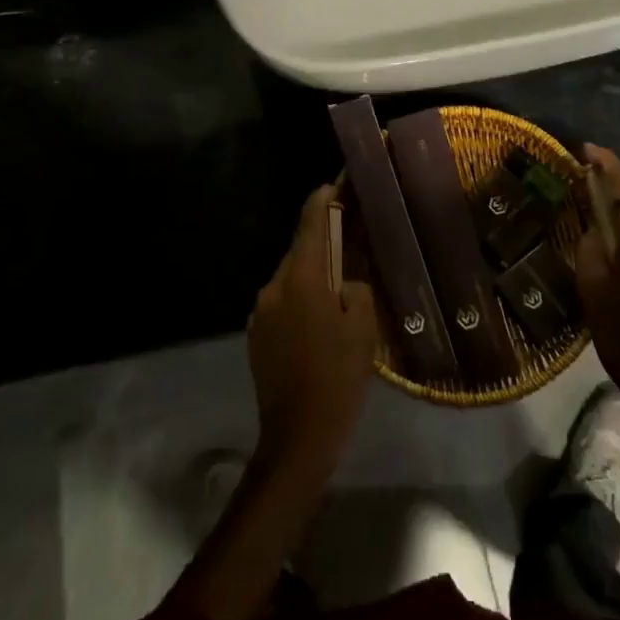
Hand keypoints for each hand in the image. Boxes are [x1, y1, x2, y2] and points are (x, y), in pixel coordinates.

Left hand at [247, 185, 379, 476]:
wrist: (297, 438)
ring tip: (341, 284)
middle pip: (301, 247)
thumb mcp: (362, 326)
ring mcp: (261, 310)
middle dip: (325, 238)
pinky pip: (283, 301)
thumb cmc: (338, 377)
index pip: (311, 220)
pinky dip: (302, 298)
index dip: (325, 197)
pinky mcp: (257, 334)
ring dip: (313, 272)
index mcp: (301, 277)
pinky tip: (321, 318)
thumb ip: (355, 284)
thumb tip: (347, 272)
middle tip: (354, 237)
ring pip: (292, 276)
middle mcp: (274, 284)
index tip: (339, 181)